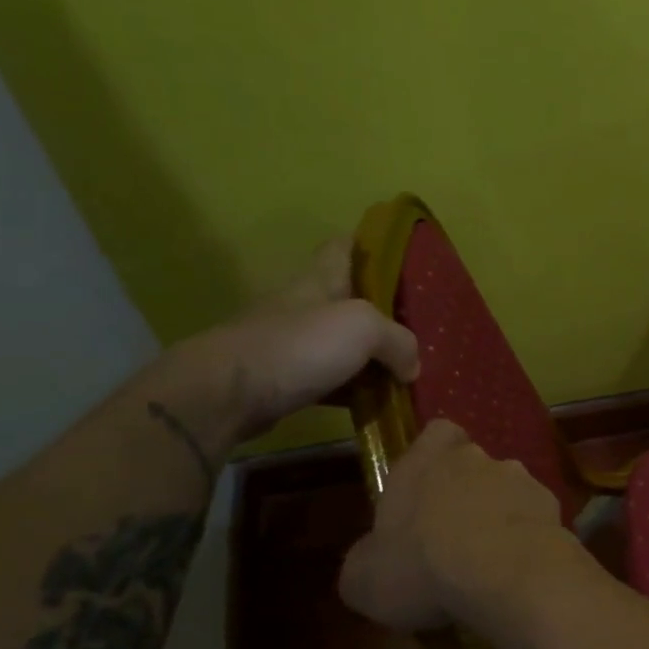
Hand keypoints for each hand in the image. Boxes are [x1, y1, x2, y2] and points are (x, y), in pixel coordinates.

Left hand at [155, 237, 420, 444]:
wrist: (228, 393)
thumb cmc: (298, 345)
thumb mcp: (363, 328)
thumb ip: (399, 341)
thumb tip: (412, 366)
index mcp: (321, 280)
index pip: (344, 247)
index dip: (370, 244)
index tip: (401, 255)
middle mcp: (306, 306)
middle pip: (351, 300)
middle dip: (384, 310)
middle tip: (420, 325)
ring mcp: (295, 345)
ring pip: (344, 345)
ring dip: (373, 356)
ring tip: (409, 369)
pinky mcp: (289, 381)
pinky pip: (334, 381)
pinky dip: (356, 390)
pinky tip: (379, 404)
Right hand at [338, 420, 573, 630]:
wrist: (507, 574)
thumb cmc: (423, 567)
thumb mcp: (364, 578)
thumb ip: (365, 560)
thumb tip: (371, 562)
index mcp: (427, 461)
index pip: (437, 432)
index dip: (432, 455)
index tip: (425, 487)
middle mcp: (478, 459)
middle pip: (474, 465)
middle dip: (466, 494)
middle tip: (453, 538)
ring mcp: (523, 479)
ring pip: (508, 491)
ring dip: (500, 517)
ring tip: (490, 563)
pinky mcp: (555, 507)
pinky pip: (536, 519)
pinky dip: (529, 539)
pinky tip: (519, 572)